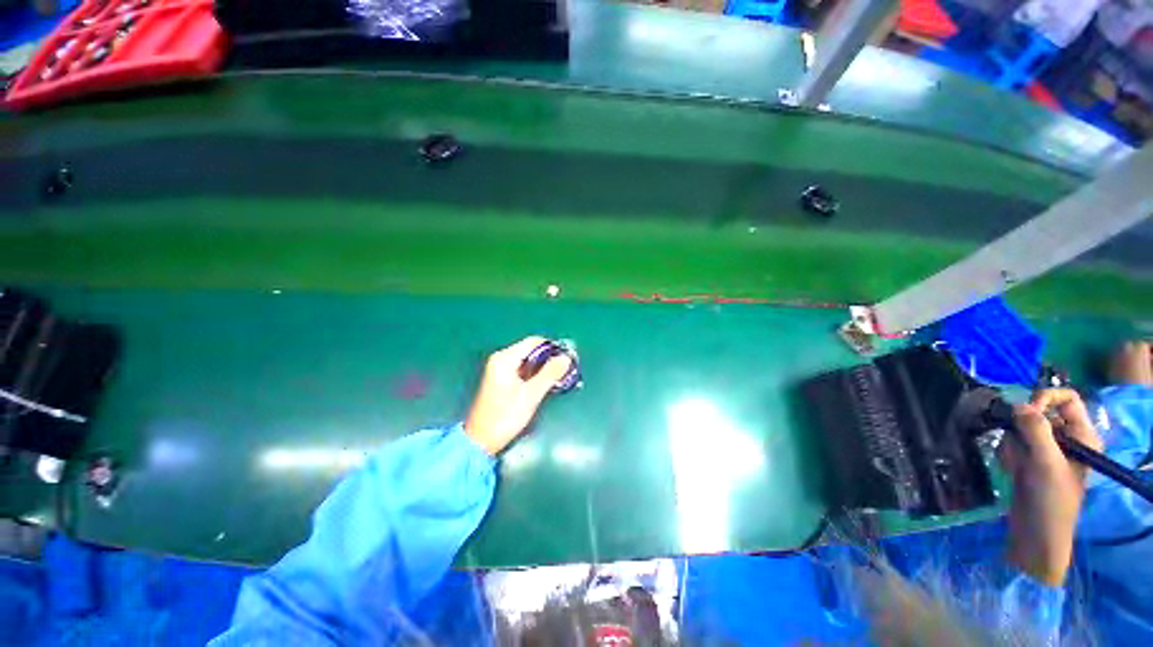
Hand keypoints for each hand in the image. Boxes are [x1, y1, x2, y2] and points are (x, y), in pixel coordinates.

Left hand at [464, 337, 572, 455]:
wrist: (481, 440)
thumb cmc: (505, 416)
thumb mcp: (531, 395)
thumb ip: (550, 373)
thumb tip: (566, 357)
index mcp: (505, 358)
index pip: (534, 342)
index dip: (553, 348)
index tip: (569, 359)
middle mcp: (501, 359)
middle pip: (532, 350)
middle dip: (550, 359)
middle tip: (567, 371)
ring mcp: (500, 369)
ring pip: (529, 361)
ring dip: (545, 368)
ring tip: (560, 379)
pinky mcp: (502, 380)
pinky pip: (524, 370)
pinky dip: (536, 375)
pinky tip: (546, 384)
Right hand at [1001, 388, 1101, 585]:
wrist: (1036, 533)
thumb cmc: (1051, 499)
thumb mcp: (1046, 463)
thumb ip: (1035, 430)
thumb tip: (1018, 405)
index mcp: (1082, 434)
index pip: (1066, 398)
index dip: (1045, 399)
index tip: (1026, 413)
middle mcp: (1067, 438)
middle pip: (1040, 412)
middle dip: (1023, 428)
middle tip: (1019, 447)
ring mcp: (1048, 450)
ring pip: (1022, 428)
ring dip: (1014, 444)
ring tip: (1017, 464)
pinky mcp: (1031, 459)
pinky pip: (1015, 442)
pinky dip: (1009, 453)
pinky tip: (1012, 469)